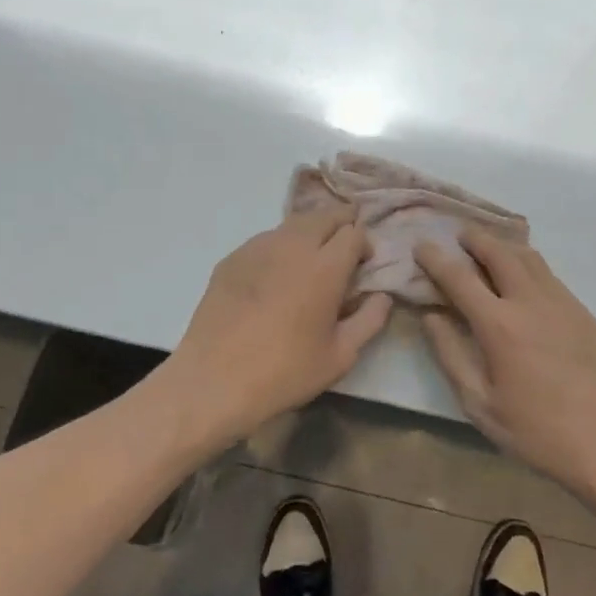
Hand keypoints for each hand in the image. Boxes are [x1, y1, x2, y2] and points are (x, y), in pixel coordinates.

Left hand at [170, 204, 391, 441]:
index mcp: (325, 267)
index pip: (354, 232)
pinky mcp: (232, 258)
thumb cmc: (284, 372)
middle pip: (325, 215)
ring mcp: (258, 247)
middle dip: (341, 224)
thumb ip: (370, 320)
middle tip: (343, 250)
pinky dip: (280, 247)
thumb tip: (382, 296)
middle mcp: (293, 246)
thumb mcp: (340, 356)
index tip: (363, 265)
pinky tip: (275, 276)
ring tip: (310, 260)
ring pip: (293, 223)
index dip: (364, 244)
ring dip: (311, 232)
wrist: (213, 381)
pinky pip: (266, 240)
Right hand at [416, 232, 595, 491]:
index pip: (460, 278)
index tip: (421, 245)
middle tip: (459, 235)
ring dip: (504, 245)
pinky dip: (528, 264)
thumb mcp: (479, 404)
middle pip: (498, 253)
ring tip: (489, 247)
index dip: (436, 259)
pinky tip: (523, 277)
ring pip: (528, 257)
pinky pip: (549, 275)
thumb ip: (450, 355)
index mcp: (500, 325)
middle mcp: (530, 302)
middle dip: (475, 239)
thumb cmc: (536, 431)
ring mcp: (562, 302)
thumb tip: (431, 316)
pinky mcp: (583, 312)